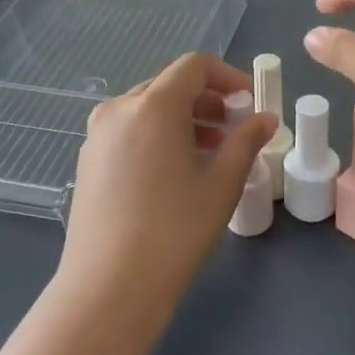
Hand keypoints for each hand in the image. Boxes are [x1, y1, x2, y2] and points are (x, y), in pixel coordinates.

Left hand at [58, 53, 275, 327]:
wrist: (108, 289)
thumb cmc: (174, 231)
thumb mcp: (221, 183)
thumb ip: (246, 141)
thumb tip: (266, 118)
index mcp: (151, 105)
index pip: (194, 66)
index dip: (228, 76)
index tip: (250, 102)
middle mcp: (118, 109)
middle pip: (169, 84)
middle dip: (207, 100)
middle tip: (235, 128)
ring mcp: (97, 135)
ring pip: (148, 108)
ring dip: (184, 118)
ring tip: (211, 152)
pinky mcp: (88, 160)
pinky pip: (129, 130)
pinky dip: (158, 135)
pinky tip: (175, 171)